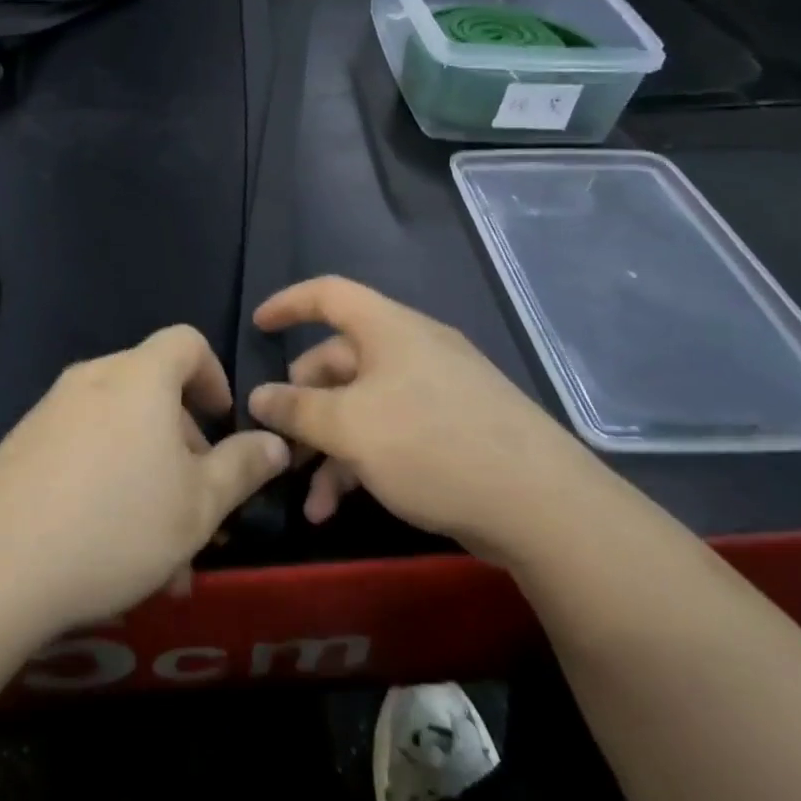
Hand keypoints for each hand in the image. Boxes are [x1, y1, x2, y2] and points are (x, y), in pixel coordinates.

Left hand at [0, 326, 289, 632]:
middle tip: (198, 507)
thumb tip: (275, 442)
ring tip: (161, 554)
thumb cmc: (117, 524)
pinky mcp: (23, 443)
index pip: (186, 342)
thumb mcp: (199, 505)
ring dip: (149, 477)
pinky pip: (84, 449)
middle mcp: (93, 378)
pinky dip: (109, 482)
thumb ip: (243, 467)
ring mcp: (52, 409)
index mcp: (139, 377)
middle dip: (184, 445)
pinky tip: (110, 549)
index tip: (223, 423)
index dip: (215, 375)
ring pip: (120, 431)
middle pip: (153, 392)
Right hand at [246, 277, 609, 562]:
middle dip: (304, 404)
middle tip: (280, 442)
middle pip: (340, 361)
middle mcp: (413, 351)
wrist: (542, 505)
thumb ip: (297, 410)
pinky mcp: (454, 430)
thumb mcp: (350, 427)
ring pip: (363, 405)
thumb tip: (259, 397)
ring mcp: (437, 391)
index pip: (329, 294)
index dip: (289, 304)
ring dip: (329, 447)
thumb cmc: (431, 445)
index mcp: (389, 330)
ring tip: (309, 498)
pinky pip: (391, 432)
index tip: (258, 326)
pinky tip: (340, 506)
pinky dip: (360, 461)